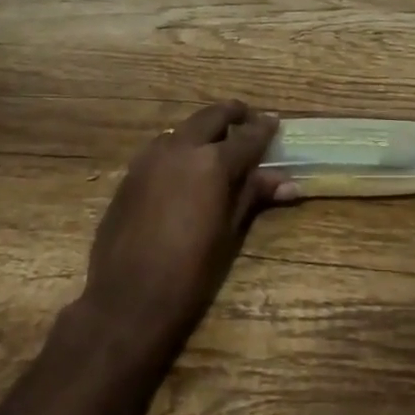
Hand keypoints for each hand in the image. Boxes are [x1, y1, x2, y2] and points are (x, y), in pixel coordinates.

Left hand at [80, 101, 295, 354]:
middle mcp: (182, 148)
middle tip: (247, 119)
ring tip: (217, 144)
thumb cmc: (189, 273)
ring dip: (203, 129)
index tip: (275, 121)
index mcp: (213, 162)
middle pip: (212, 116)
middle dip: (233, 114)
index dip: (264, 128)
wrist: (126, 300)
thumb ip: (253, 195)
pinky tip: (185, 167)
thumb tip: (289, 182)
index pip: (248, 137)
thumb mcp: (229, 233)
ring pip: (184, 128)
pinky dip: (180, 147)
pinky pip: (162, 147)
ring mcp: (151, 157)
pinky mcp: (131, 172)